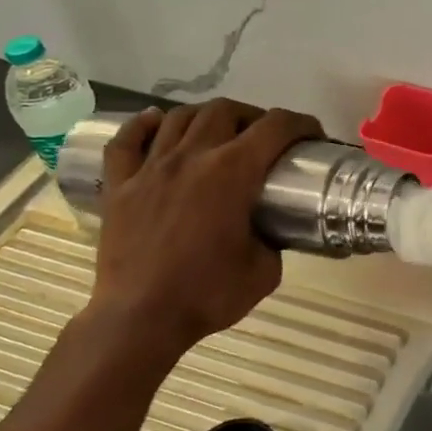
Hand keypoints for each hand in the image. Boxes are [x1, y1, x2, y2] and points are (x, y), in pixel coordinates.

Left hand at [88, 100, 323, 363]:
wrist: (140, 319)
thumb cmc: (208, 295)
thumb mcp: (265, 271)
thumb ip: (272, 240)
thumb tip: (268, 230)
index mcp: (233, 173)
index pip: (276, 128)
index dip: (301, 124)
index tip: (312, 135)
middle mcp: (191, 157)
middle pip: (225, 111)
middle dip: (253, 116)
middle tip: (265, 137)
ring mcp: (150, 168)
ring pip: (179, 117)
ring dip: (207, 116)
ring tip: (219, 130)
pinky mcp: (119, 185)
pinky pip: (127, 140)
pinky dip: (143, 125)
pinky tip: (157, 122)